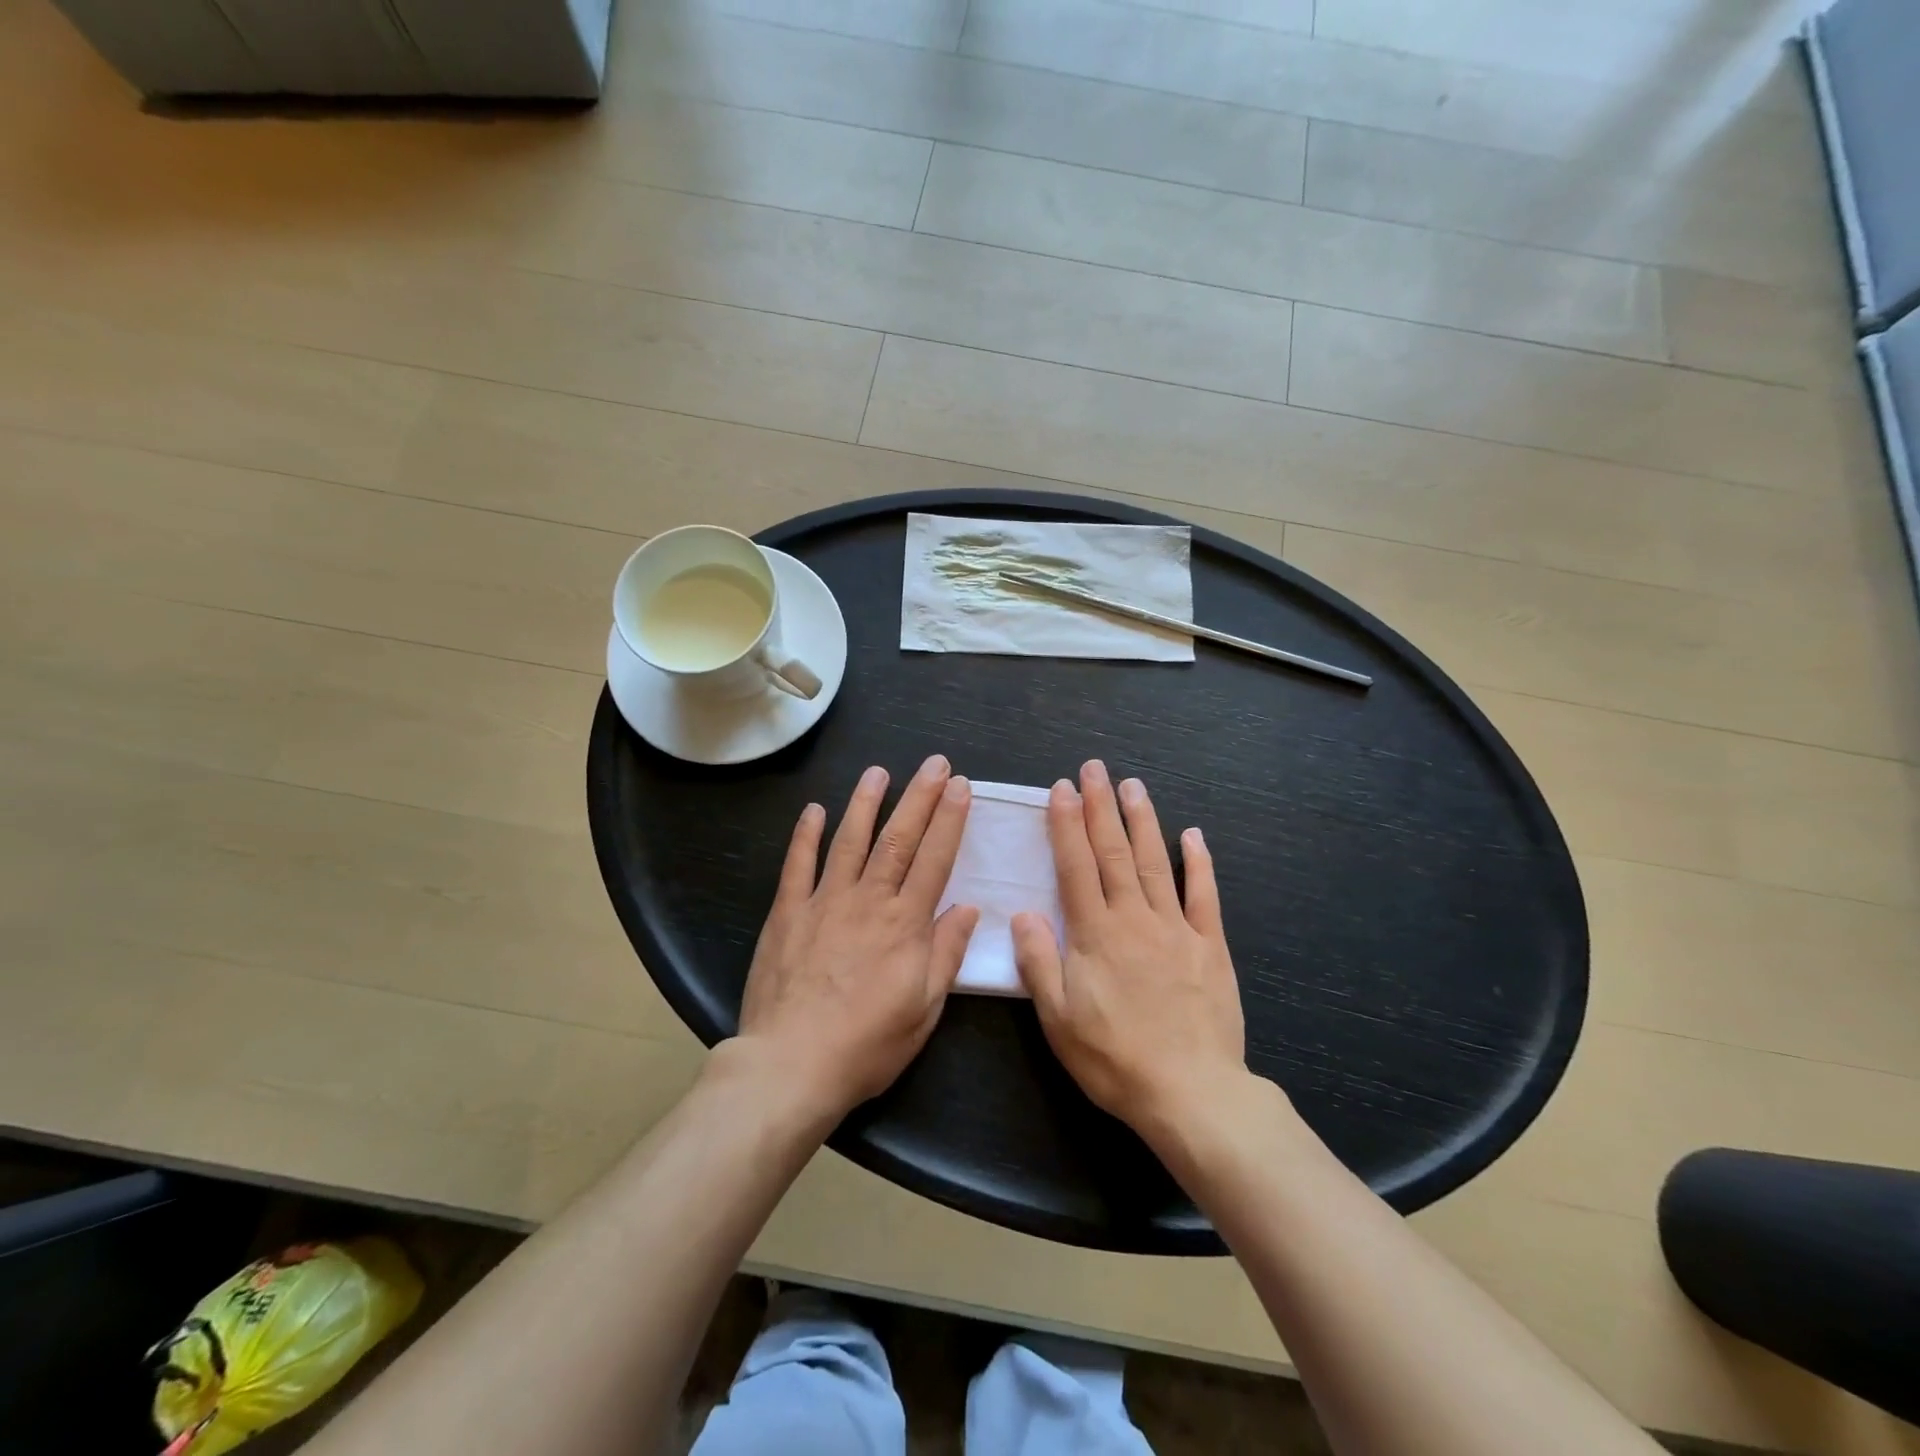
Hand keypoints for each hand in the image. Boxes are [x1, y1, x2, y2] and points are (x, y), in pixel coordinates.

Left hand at [733, 755, 978, 1119]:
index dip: (950, 820)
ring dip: (866, 803)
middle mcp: (867, 901)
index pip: (934, 859)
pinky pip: (797, 865)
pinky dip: (805, 835)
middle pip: (898, 839)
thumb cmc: (867, 1044)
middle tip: (934, 764)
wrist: (791, 1064)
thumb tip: (968, 908)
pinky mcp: (787, 913)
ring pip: (849, 841)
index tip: (961, 787)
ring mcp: (824, 902)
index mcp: (905, 924)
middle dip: (919, 798)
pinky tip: (814, 810)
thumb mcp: (923, 1009)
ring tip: (879, 772)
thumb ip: (945, 954)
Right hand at [1013, 761, 1247, 1138]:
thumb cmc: (1114, 1058)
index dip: (1067, 825)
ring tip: (1134, 785)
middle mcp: (1134, 918)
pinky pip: (1204, 895)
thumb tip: (1022, 914)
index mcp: (1095, 934)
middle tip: (1095, 768)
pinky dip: (1200, 862)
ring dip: (1143, 821)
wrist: (1191, 1092)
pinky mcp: (1209, 946)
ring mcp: (1175, 928)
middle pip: (1115, 853)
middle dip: (1102, 807)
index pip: (1076, 866)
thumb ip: (1039, 962)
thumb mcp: (1058, 1019)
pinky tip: (1194, 834)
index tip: (1062, 789)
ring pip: (1156, 862)